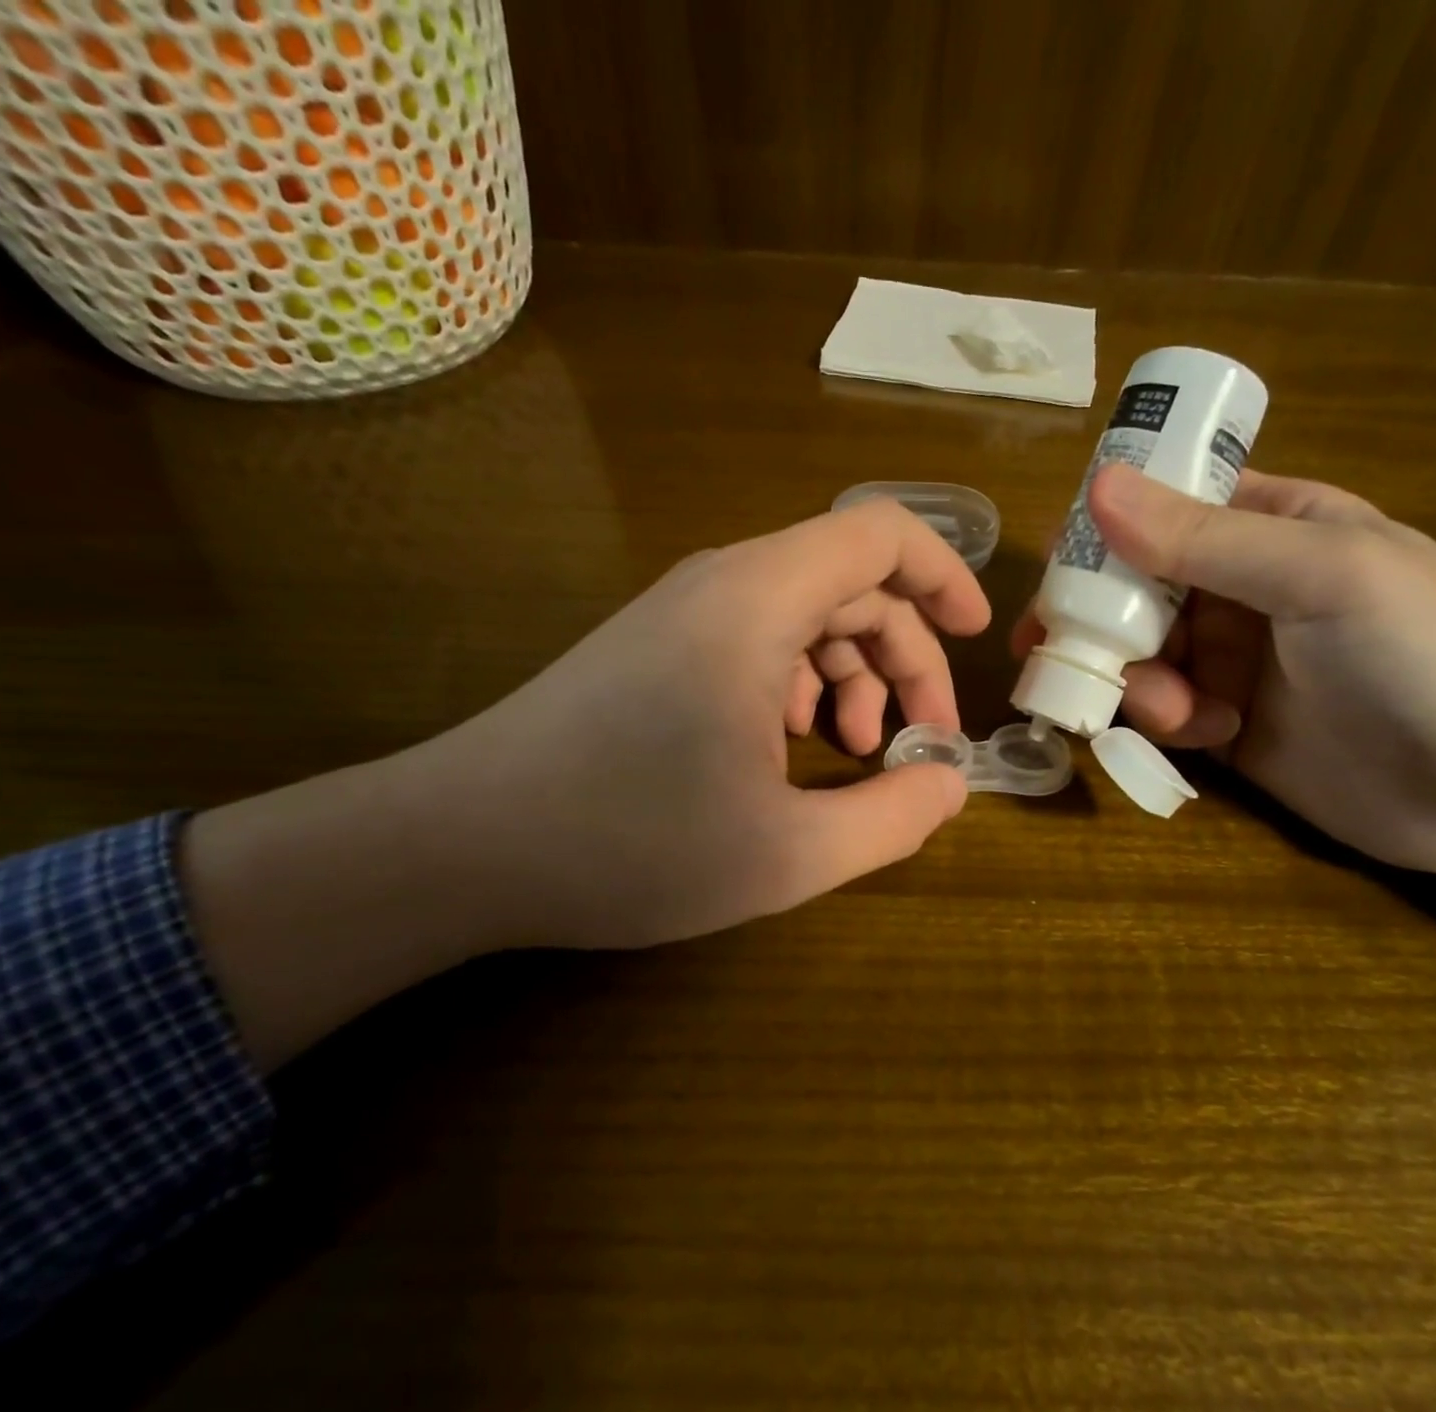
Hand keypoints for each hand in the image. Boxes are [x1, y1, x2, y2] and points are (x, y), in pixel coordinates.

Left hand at [422, 497, 990, 946]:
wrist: (458, 846)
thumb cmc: (627, 842)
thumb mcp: (787, 853)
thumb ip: (891, 819)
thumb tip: (949, 785)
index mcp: (760, 601)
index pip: (880, 534)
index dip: (943, 575)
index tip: (977, 637)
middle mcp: (721, 586)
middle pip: (850, 586)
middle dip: (904, 659)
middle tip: (917, 743)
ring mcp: (680, 615)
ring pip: (804, 617)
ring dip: (850, 677)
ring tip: (851, 754)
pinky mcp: (654, 650)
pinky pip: (755, 642)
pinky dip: (797, 686)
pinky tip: (786, 752)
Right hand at [1014, 465, 1435, 874]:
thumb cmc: (1430, 658)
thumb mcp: (1323, 577)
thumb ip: (1207, 539)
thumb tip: (1098, 487)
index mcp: (1271, 527)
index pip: (1164, 508)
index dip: (1104, 531)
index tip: (1058, 570)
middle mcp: (1241, 589)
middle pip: (1133, 588)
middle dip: (1099, 619)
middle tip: (1053, 648)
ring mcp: (1231, 660)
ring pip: (1138, 654)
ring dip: (1134, 679)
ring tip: (1170, 711)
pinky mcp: (1225, 725)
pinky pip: (1161, 711)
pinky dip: (1162, 721)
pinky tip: (1205, 734)